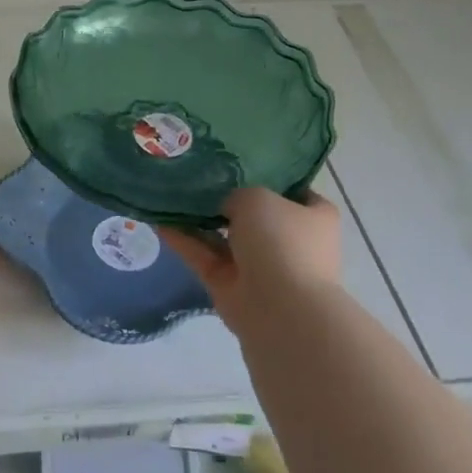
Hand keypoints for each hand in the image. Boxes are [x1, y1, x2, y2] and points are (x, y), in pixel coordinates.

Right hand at [165, 186, 341, 332]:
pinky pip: (204, 256)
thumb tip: (223, 205)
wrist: (279, 307)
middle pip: (254, 215)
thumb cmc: (281, 241)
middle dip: (226, 201)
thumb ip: (237, 194)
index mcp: (314, 217)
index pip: (294, 192)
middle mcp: (289, 241)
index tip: (237, 165)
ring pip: (224, 237)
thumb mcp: (257, 197)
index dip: (268, 178)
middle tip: (195, 176)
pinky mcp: (230, 285)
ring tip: (168, 194)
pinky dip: (183, 241)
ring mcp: (259, 266)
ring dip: (198, 221)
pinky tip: (158, 220)